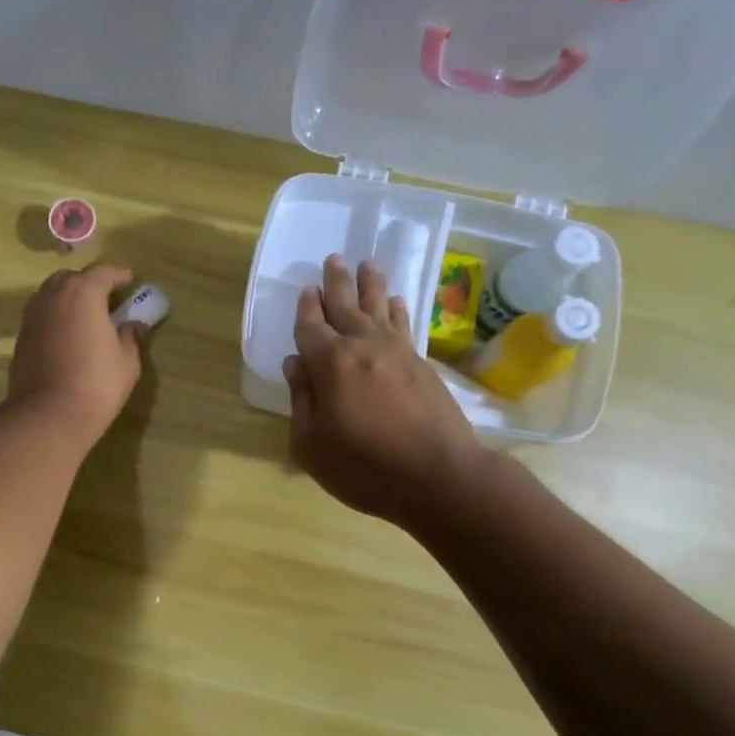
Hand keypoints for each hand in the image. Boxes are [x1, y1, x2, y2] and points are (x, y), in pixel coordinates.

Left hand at [9, 263, 148, 444]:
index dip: (118, 274)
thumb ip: (132, 337)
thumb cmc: (96, 384)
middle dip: (89, 284)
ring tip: (86, 317)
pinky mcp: (21, 338)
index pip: (102, 272)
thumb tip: (135, 326)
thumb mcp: (127, 361)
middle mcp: (53, 296)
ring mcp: (32, 316)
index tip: (129, 280)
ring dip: (69, 300)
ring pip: (52, 296)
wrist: (48, 415)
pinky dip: (56, 318)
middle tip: (106, 299)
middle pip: (72, 279)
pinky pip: (42, 317)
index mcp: (82, 293)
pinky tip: (67, 336)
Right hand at [283, 255, 483, 524]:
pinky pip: (405, 326)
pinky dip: (397, 310)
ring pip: (379, 309)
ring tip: (367, 264)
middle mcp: (364, 347)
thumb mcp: (311, 443)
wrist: (438, 476)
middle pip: (345, 307)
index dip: (306, 309)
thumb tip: (296, 363)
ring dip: (371, 286)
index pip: (311, 327)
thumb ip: (302, 399)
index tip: (305, 289)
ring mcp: (398, 353)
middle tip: (333, 259)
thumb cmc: (364, 467)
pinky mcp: (423, 365)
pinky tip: (396, 302)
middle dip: (336, 283)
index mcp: (330, 364)